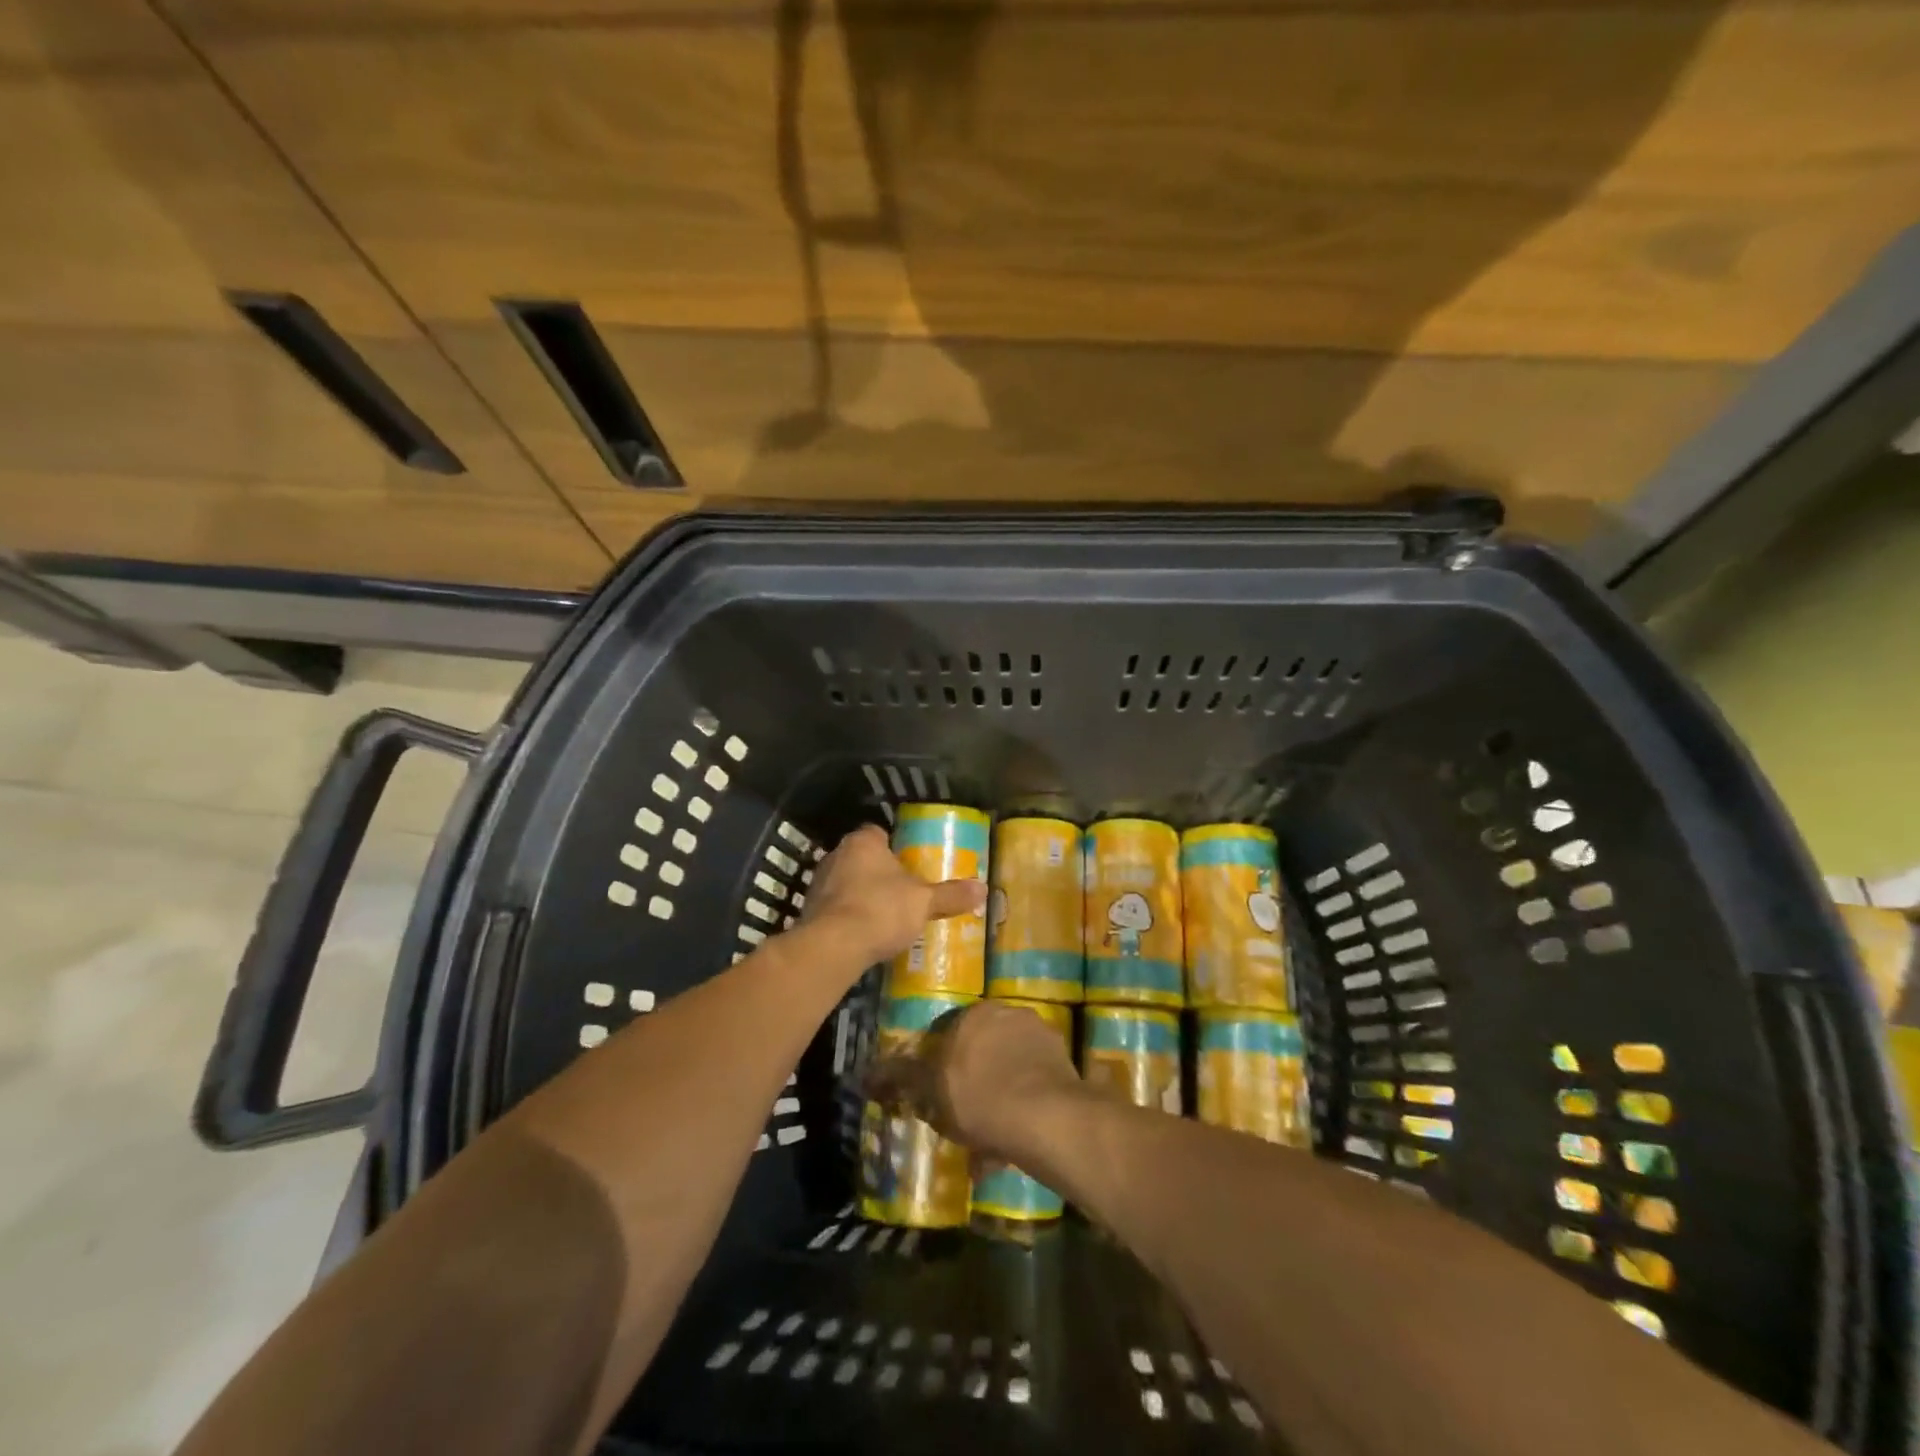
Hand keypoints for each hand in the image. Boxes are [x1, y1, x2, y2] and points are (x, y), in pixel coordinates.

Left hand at [803, 824, 985, 965]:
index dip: (894, 847)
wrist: (833, 946)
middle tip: (902, 891)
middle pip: (862, 858)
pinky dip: (847, 916)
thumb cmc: (881, 909)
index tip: (909, 865)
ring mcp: (819, 883)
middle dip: (878, 873)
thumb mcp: (923, 902)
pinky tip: (864, 934)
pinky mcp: (809, 911)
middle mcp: (836, 855)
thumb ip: (951, 895)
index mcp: (863, 842)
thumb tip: (983, 889)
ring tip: (884, 916)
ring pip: (846, 882)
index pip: (878, 833)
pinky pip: (834, 907)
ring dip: (861, 895)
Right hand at [868, 1001, 1084, 1164]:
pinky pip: (1032, 1088)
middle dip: (973, 1083)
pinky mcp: (1064, 1067)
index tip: (938, 1095)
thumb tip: (867, 1073)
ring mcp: (1041, 1040)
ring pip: (1009, 1071)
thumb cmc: (979, 1096)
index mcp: (977, 1013)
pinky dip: (1020, 1112)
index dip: (942, 1065)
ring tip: (986, 1145)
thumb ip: (900, 1077)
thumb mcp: (930, 1088)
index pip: (951, 1032)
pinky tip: (1010, 1148)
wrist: (1044, 1117)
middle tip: (962, 1119)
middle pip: (983, 1050)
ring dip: (998, 1101)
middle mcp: (1011, 1015)